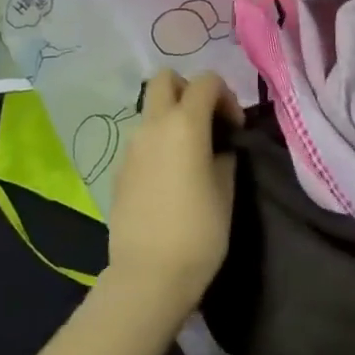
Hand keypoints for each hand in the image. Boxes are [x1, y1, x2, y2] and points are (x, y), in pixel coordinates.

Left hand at [104, 70, 243, 315]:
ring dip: (172, 118)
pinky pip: (142, 141)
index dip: (226, 97)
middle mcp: (153, 126)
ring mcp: (131, 147)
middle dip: (189, 90)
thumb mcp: (226, 188)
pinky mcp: (119, 170)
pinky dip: (158, 143)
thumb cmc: (199, 230)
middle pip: (165, 79)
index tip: (235, 129)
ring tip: (191, 154)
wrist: (149, 275)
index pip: (206, 81)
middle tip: (207, 122)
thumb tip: (218, 147)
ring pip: (151, 110)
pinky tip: (171, 178)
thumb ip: (224, 155)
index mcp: (184, 124)